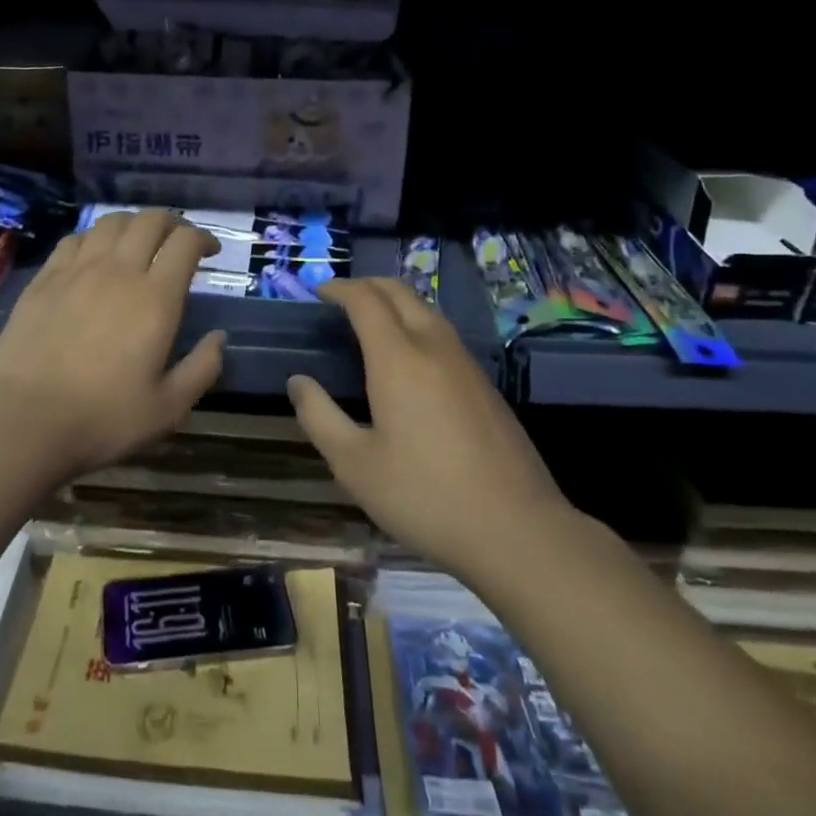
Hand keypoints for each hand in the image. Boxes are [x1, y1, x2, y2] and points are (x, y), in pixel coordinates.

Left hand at [0, 209, 225, 481]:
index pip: (185, 243)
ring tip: (138, 243)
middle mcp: (118, 271)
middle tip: (177, 242)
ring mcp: (76, 270)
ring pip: (110, 223)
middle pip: (149, 220)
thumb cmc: (103, 418)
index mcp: (155, 298)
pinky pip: (74, 239)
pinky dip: (93, 237)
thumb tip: (219, 338)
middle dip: (171, 223)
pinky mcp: (44, 279)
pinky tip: (93, 255)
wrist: (24, 420)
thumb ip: (203, 368)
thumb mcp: (168, 408)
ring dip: (133, 225)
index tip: (210, 252)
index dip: (203, 238)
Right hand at [287, 279, 566, 584]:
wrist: (517, 529)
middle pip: (400, 292)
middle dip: (367, 285)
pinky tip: (409, 357)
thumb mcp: (355, 464)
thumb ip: (319, 417)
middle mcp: (434, 347)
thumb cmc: (424, 495)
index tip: (319, 292)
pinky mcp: (486, 385)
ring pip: (427, 310)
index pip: (366, 300)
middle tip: (341, 298)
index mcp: (399, 358)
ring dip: (395, 302)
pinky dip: (416, 324)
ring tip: (371, 321)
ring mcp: (466, 364)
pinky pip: (444, 334)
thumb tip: (298, 382)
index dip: (340, 288)